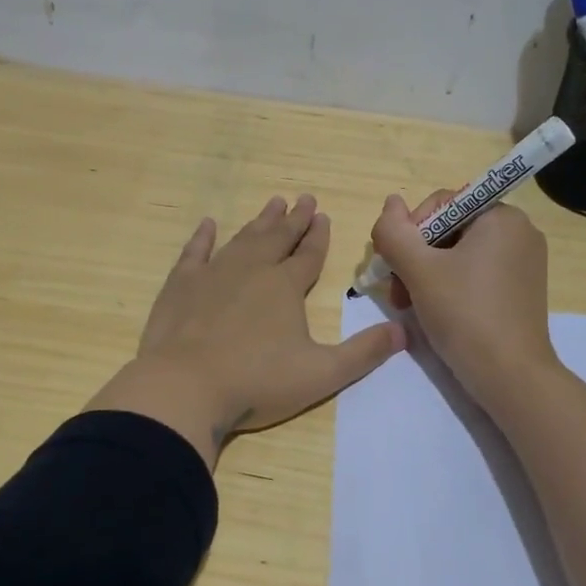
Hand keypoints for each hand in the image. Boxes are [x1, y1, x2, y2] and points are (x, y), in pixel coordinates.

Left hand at [88, 195, 405, 465]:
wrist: (185, 387)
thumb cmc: (257, 382)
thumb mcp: (322, 374)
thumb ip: (364, 353)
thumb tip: (404, 332)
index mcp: (286, 287)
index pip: (309, 255)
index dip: (319, 236)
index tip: (324, 215)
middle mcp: (252, 270)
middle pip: (278, 238)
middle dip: (294, 219)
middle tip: (304, 198)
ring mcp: (214, 274)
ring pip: (243, 239)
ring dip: (260, 222)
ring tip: (272, 204)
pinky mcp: (181, 285)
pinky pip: (195, 252)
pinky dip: (203, 237)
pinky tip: (208, 224)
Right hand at [370, 190, 558, 407]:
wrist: (510, 376)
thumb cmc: (464, 313)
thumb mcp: (419, 270)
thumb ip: (395, 232)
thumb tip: (390, 203)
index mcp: (501, 216)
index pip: (442, 204)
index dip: (410, 230)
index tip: (395, 264)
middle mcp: (519, 232)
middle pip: (449, 230)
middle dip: (416, 257)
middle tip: (398, 291)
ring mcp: (524, 263)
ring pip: (459, 255)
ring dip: (427, 275)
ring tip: (408, 305)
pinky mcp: (521, 290)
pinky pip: (476, 274)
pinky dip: (450, 286)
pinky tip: (433, 311)